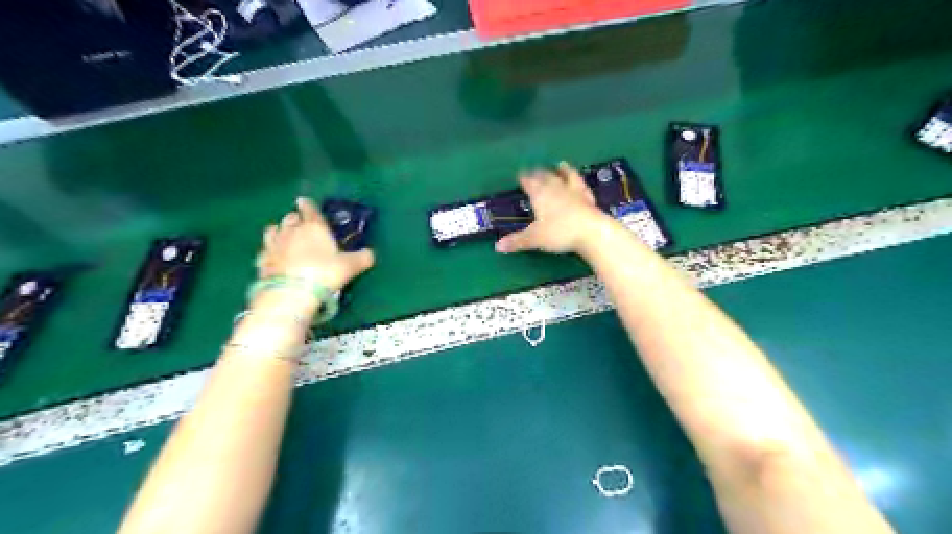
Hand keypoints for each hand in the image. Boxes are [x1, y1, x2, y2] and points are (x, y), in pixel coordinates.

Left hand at [258, 199, 375, 293]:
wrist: (292, 293)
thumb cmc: (325, 273)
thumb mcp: (351, 266)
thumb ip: (362, 258)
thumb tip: (370, 254)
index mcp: (314, 227)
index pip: (309, 209)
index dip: (308, 205)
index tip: (305, 202)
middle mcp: (291, 230)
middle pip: (290, 218)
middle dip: (295, 218)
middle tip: (301, 224)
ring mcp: (274, 245)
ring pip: (273, 230)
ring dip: (279, 231)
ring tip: (284, 236)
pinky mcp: (262, 262)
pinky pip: (265, 251)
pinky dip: (270, 251)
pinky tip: (274, 257)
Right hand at [496, 160, 604, 253]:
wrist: (592, 232)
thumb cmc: (559, 233)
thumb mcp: (534, 239)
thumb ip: (517, 241)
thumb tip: (497, 246)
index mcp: (540, 194)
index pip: (529, 182)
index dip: (524, 178)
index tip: (520, 175)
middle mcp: (556, 188)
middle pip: (546, 177)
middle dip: (539, 173)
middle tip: (535, 169)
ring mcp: (574, 192)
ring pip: (567, 177)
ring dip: (563, 171)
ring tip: (561, 164)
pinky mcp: (589, 199)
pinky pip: (582, 188)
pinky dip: (580, 183)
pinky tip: (581, 184)